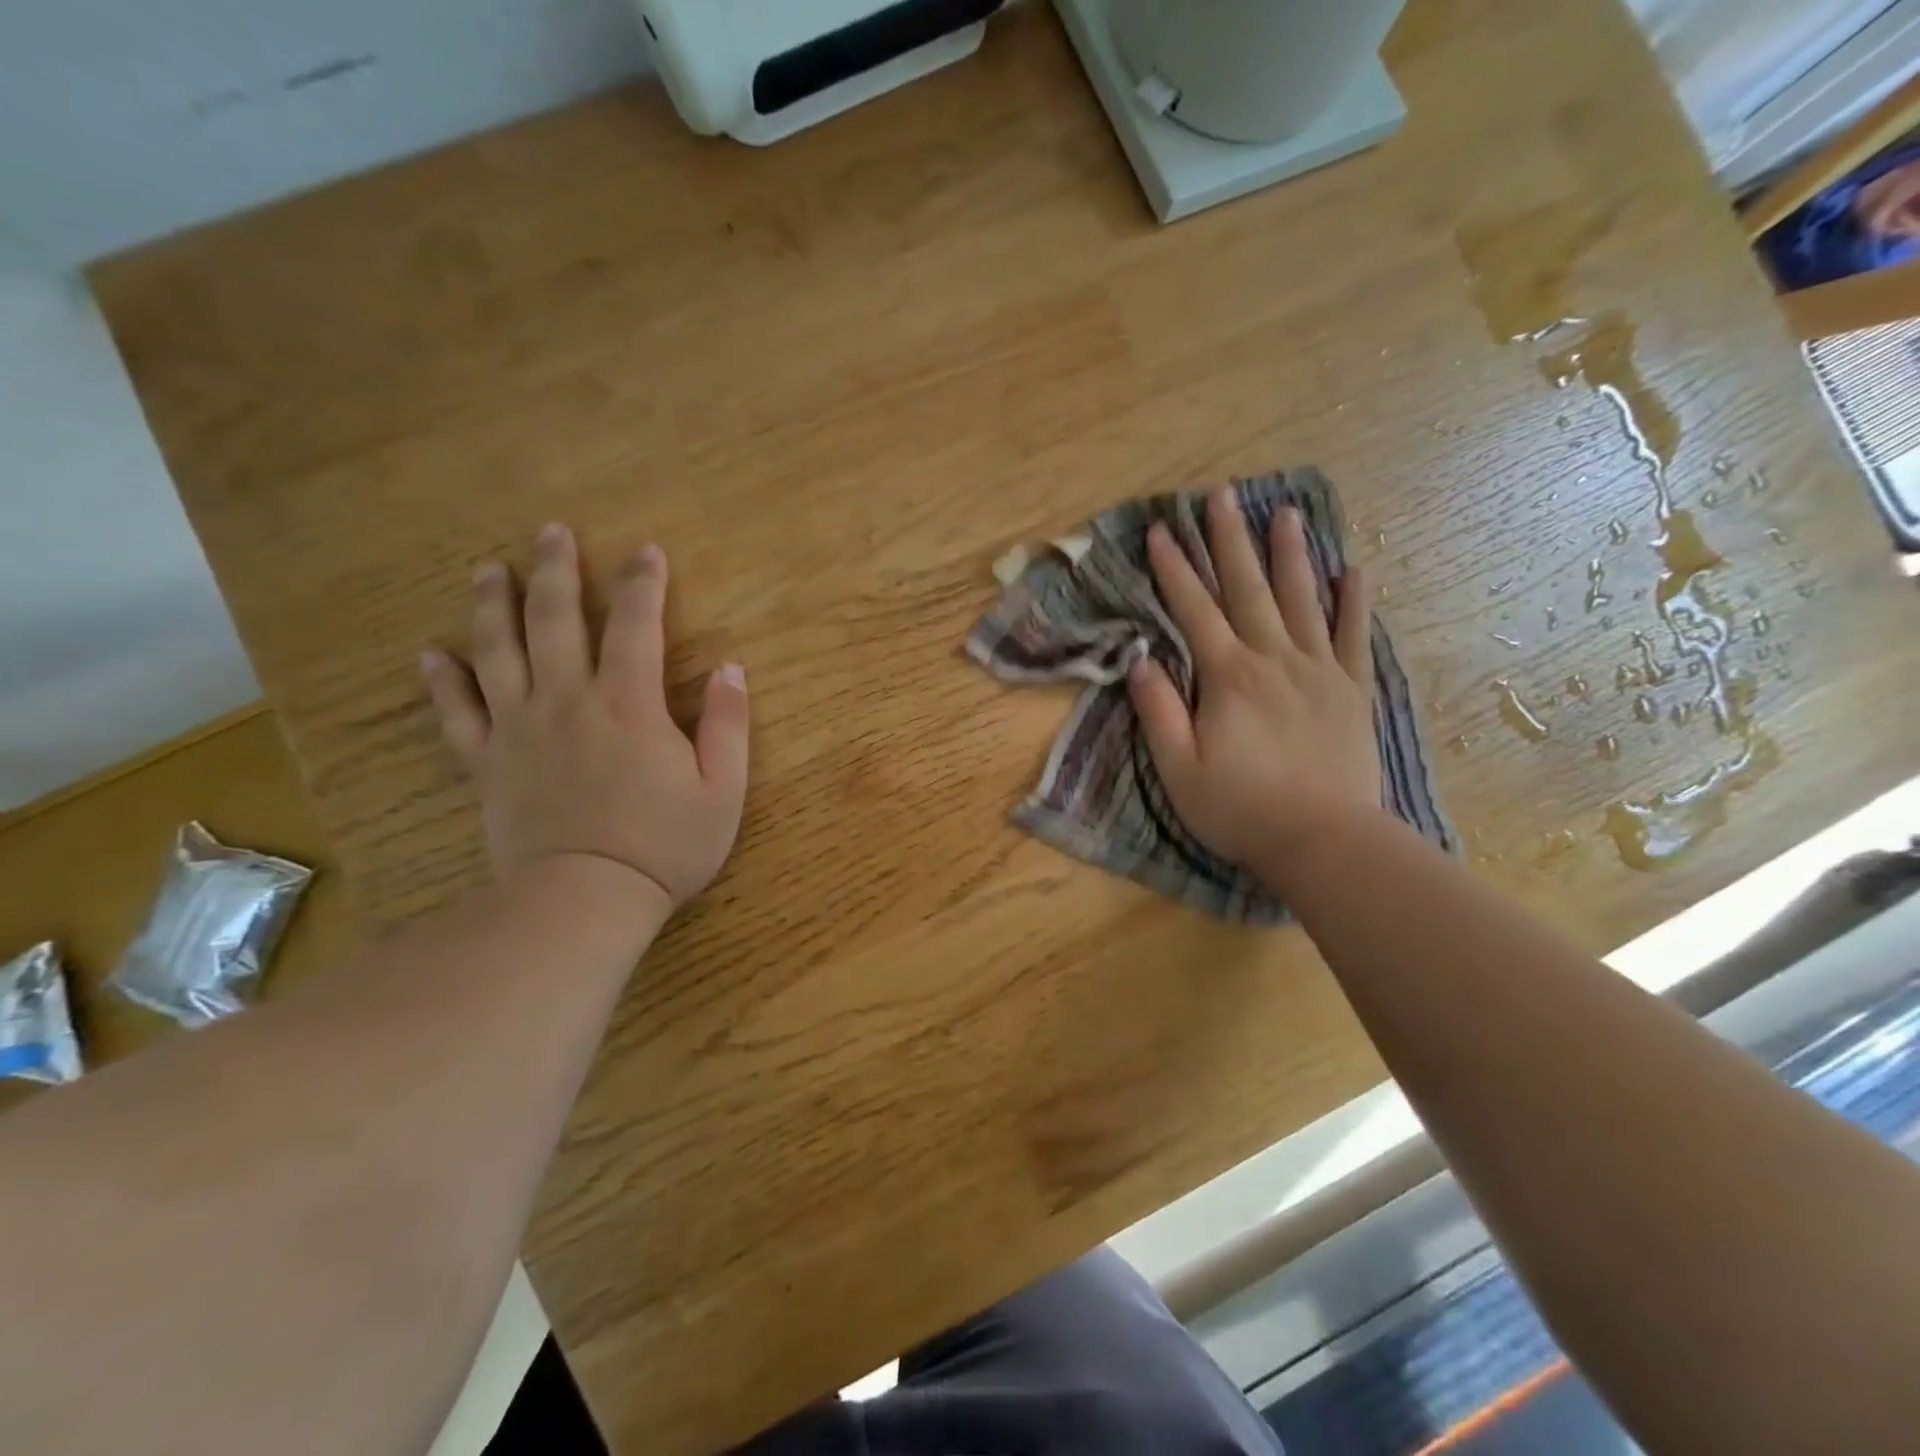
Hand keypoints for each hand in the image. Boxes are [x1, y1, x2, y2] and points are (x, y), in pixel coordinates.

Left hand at [420, 523, 748, 913]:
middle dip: (557, 571)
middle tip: (551, 532)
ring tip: (488, 569)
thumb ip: (728, 723)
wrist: (585, 900)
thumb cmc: (665, 844)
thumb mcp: (724, 788)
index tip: (646, 550)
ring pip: (499, 652)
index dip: (643, 582)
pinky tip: (432, 654)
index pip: (636, 624)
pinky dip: (443, 681)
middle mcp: (568, 700)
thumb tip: (730, 668)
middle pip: (556, 620)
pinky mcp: (488, 763)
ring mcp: (520, 730)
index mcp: (629, 703)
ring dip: (493, 605)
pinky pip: (457, 714)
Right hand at [1128, 489, 1381, 889]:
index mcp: (1228, 677)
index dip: (1175, 569)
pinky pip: (1352, 637)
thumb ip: (1158, 711)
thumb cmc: (1240, 810)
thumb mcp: (1178, 769)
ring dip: (1290, 554)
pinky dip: (1352, 602)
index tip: (1161, 531)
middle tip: (1223, 496)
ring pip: (1302, 600)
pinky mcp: (1352, 692)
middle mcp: (1274, 660)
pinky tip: (1352, 570)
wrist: (1324, 842)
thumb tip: (1139, 660)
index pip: (1194, 610)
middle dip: (1230, 541)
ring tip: (1285, 513)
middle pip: (1249, 590)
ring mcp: (1319, 672)